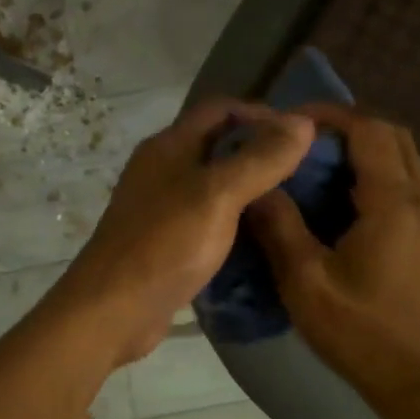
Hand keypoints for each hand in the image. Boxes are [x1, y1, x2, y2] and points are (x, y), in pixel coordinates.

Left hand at [53, 98, 314, 366]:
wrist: (112, 310)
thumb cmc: (164, 244)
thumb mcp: (218, 195)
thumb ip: (260, 158)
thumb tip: (303, 121)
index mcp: (168, 145)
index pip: (220, 108)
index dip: (262, 113)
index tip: (302, 135)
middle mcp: (162, 168)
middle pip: (217, 144)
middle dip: (260, 150)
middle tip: (306, 170)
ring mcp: (160, 205)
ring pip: (213, 183)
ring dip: (250, 187)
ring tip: (294, 202)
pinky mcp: (165, 240)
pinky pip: (207, 217)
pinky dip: (235, 219)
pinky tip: (262, 236)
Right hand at [248, 104, 419, 413]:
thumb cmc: (365, 335)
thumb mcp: (307, 284)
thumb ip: (280, 228)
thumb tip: (257, 187)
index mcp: (396, 203)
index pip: (370, 130)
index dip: (331, 115)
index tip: (292, 121)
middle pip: (393, 136)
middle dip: (348, 127)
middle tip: (303, 142)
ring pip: (406, 159)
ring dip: (365, 151)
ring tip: (318, 167)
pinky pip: (411, 184)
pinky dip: (378, 175)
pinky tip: (346, 203)